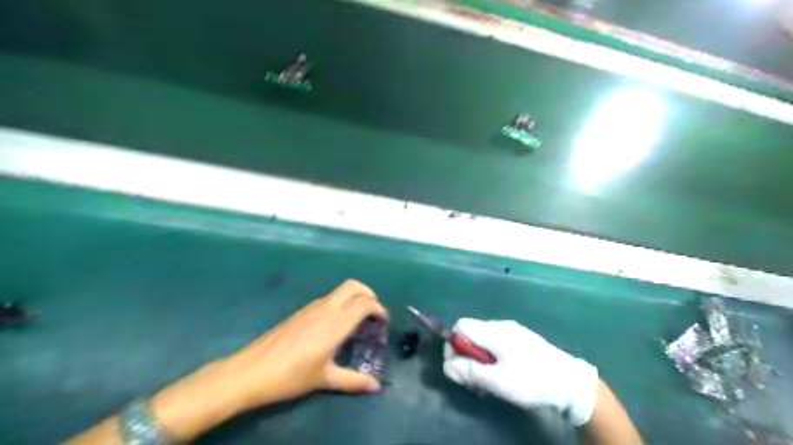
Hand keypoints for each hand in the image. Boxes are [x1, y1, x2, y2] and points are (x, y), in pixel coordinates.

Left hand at [146, 279, 388, 440]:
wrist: (252, 370)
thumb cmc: (292, 375)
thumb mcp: (325, 378)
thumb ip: (354, 380)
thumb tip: (376, 386)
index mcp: (337, 322)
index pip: (365, 303)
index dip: (379, 309)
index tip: (382, 322)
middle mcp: (326, 308)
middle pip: (354, 286)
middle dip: (368, 293)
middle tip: (373, 312)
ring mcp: (312, 307)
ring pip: (340, 291)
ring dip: (353, 298)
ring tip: (356, 321)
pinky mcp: (301, 311)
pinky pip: (328, 299)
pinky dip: (340, 304)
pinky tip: (334, 326)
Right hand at [443, 318, 596, 424]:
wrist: (570, 382)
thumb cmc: (531, 380)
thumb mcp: (498, 381)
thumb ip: (469, 371)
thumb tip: (447, 365)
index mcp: (493, 331)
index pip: (460, 326)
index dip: (452, 344)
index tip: (457, 367)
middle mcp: (500, 325)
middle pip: (470, 333)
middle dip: (465, 355)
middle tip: (472, 380)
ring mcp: (512, 331)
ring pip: (483, 340)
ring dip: (478, 359)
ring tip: (487, 381)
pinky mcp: (521, 339)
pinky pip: (496, 343)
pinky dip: (491, 357)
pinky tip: (501, 374)